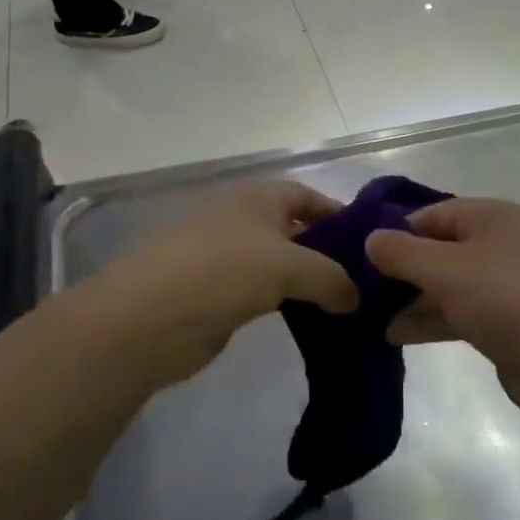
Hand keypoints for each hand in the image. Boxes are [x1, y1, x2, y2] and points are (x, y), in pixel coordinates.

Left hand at [97, 181, 356, 384]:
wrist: (148, 318)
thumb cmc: (223, 271)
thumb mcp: (288, 266)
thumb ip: (330, 277)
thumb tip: (354, 297)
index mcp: (259, 196)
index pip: (308, 196)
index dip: (339, 214)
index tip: (370, 243)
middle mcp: (245, 220)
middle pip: (297, 231)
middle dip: (329, 253)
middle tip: (366, 282)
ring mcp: (229, 258)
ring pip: (282, 265)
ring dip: (309, 283)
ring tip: (347, 306)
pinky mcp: (220, 295)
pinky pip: (265, 294)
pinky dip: (288, 304)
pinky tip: (312, 323)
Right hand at [367, 200, 519, 420]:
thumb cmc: (504, 299)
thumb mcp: (444, 269)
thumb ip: (402, 252)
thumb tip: (371, 239)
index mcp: (490, 216)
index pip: (431, 213)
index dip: (396, 231)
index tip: (360, 254)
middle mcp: (498, 242)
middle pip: (438, 248)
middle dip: (401, 268)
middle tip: (360, 288)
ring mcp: (503, 283)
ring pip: (446, 283)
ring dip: (411, 298)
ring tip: (369, 316)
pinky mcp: (504, 320)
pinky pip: (458, 311)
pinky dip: (430, 319)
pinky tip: (395, 335)